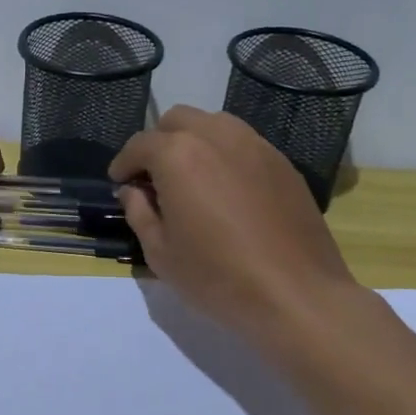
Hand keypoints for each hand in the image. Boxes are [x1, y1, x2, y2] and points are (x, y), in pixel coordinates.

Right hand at [110, 107, 362, 344]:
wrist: (296, 294)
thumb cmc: (217, 277)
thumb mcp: (160, 253)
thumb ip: (139, 212)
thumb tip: (133, 191)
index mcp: (178, 155)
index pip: (140, 144)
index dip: (124, 163)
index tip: (119, 183)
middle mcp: (216, 136)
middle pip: (177, 120)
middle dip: (158, 143)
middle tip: (153, 178)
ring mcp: (255, 145)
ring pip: (213, 123)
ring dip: (193, 141)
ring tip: (190, 177)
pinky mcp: (282, 162)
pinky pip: (243, 142)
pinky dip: (224, 153)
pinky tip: (225, 188)